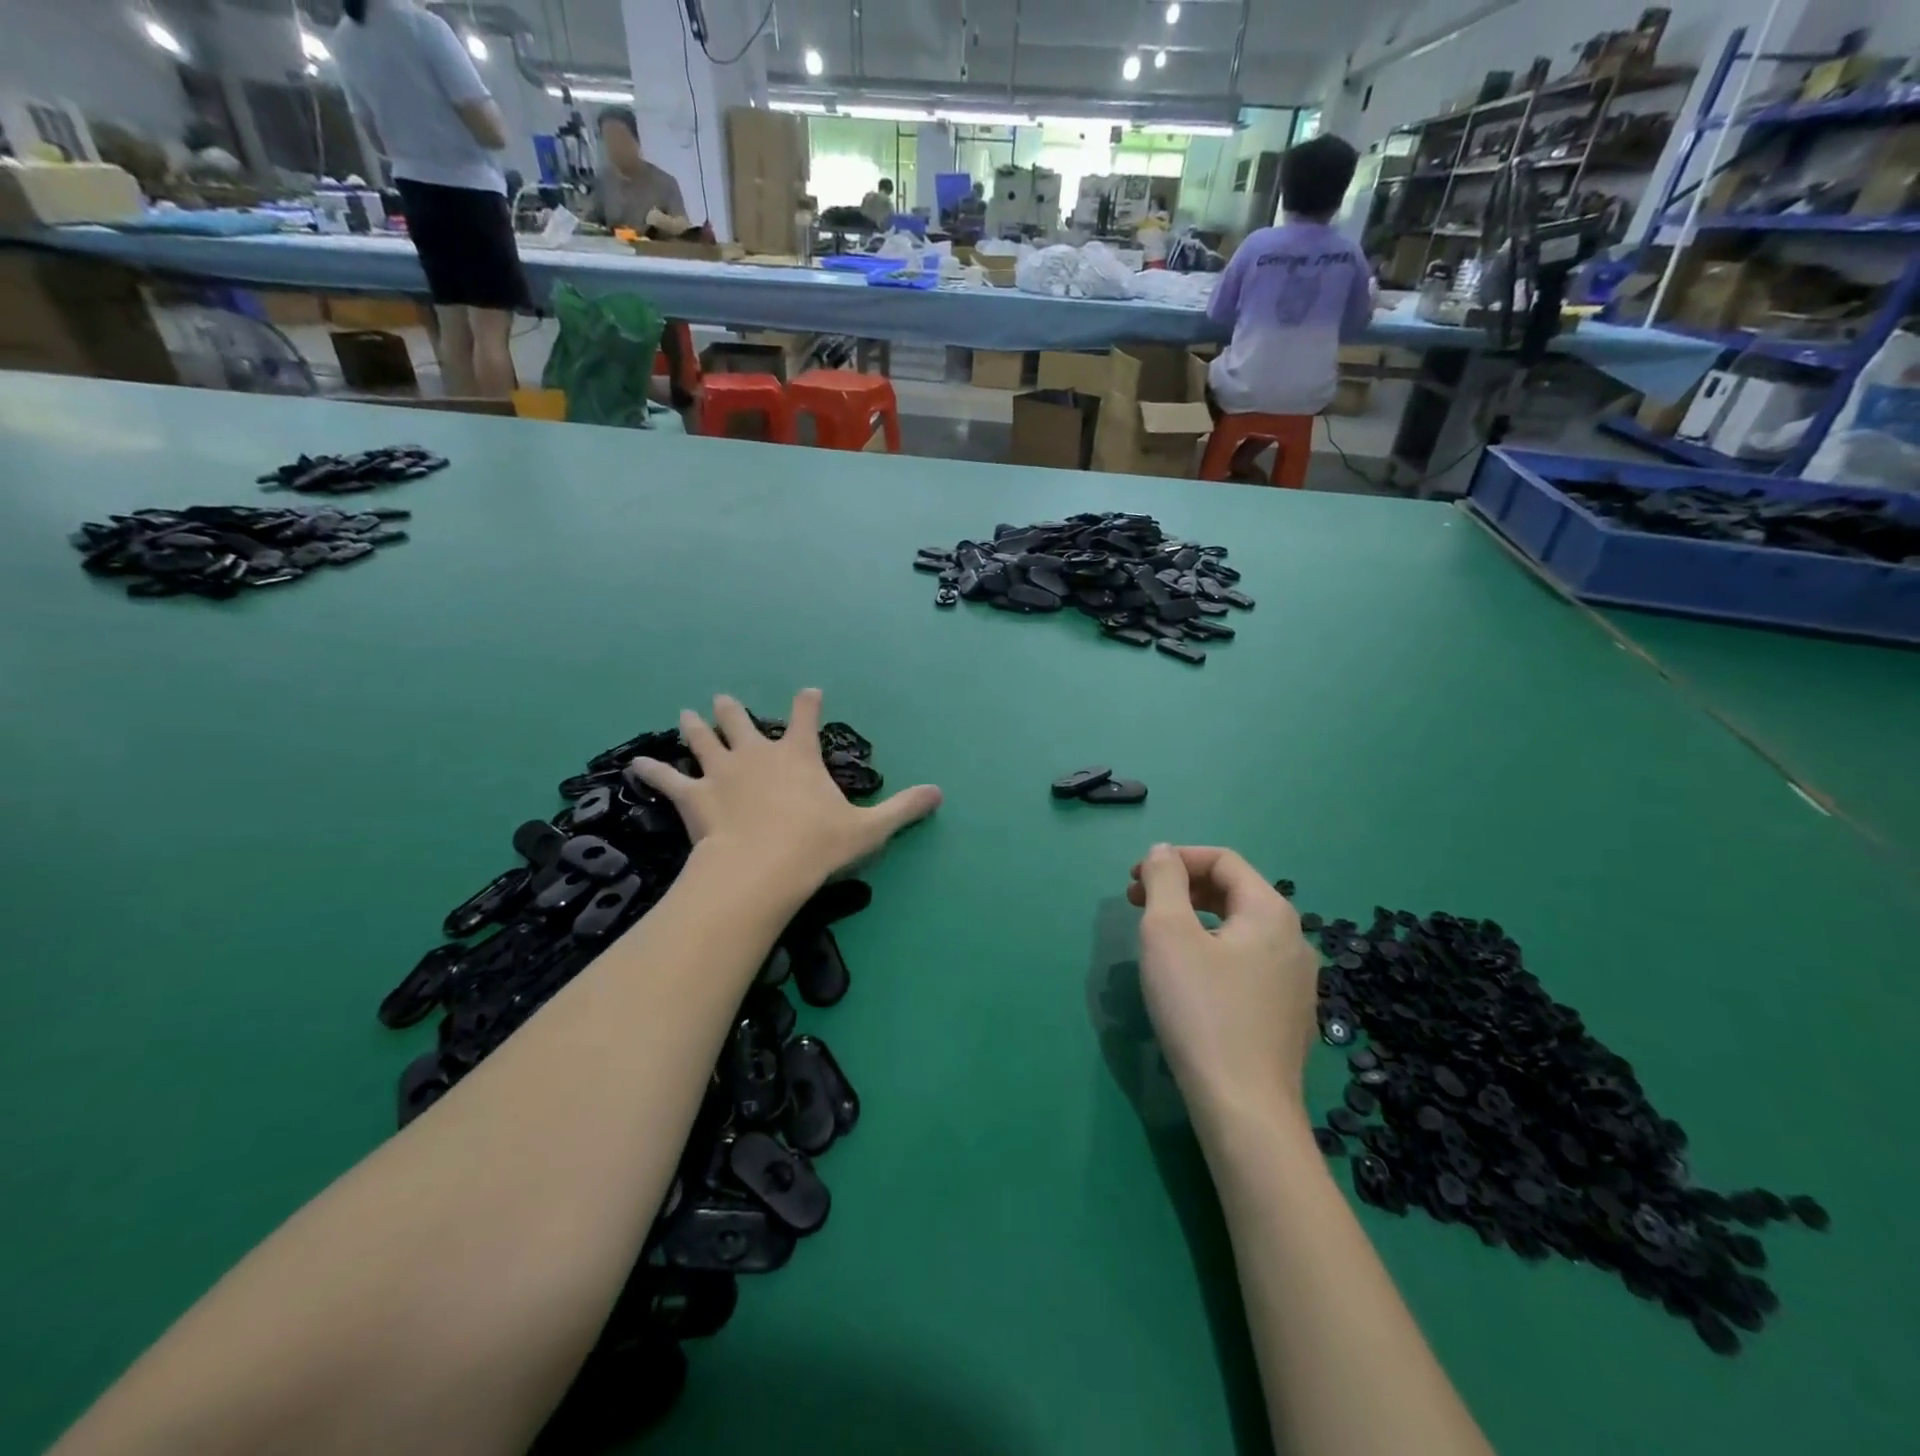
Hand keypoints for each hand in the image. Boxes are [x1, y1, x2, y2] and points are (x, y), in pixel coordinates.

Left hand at [629, 690, 940, 895]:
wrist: (760, 870)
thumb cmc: (816, 846)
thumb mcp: (869, 829)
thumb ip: (903, 808)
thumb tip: (941, 793)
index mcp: (798, 755)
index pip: (806, 715)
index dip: (808, 701)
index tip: (809, 690)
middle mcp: (757, 752)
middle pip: (742, 720)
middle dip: (734, 710)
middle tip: (723, 700)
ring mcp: (721, 771)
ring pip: (704, 738)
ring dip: (695, 726)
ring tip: (685, 713)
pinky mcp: (694, 796)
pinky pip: (667, 778)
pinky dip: (652, 772)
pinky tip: (635, 766)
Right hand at [1127, 845, 1319, 1119]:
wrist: (1244, 1109)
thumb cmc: (1200, 1011)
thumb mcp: (1168, 933)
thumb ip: (1163, 881)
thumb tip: (1163, 852)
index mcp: (1272, 912)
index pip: (1223, 861)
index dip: (1175, 859)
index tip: (1133, 879)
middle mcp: (1294, 939)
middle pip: (1234, 892)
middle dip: (1182, 888)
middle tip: (1136, 903)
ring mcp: (1297, 981)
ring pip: (1240, 929)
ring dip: (1194, 919)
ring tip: (1157, 938)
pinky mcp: (1288, 1015)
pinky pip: (1247, 962)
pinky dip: (1213, 951)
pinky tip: (1189, 978)